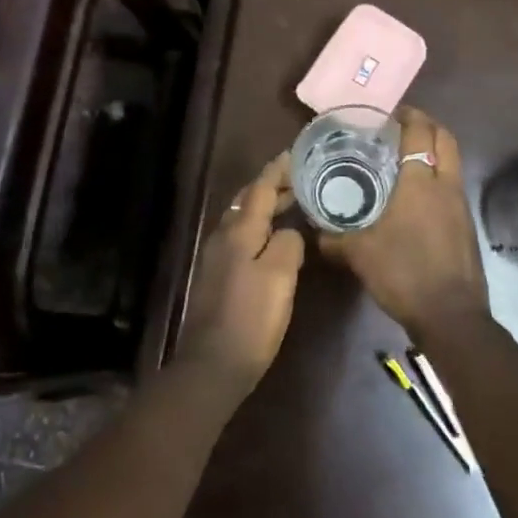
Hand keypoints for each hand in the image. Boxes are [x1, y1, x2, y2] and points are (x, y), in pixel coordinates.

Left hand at [178, 153, 304, 395]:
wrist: (214, 364)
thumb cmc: (251, 317)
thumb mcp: (279, 276)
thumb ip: (287, 243)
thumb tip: (289, 232)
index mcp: (240, 231)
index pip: (260, 188)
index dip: (278, 170)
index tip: (296, 153)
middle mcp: (225, 236)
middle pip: (250, 201)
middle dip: (273, 186)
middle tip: (302, 178)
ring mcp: (218, 256)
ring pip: (244, 218)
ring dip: (267, 206)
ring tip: (293, 203)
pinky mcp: (220, 275)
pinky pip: (243, 237)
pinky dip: (261, 227)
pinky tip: (275, 238)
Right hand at [320, 107, 489, 341]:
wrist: (451, 316)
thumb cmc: (403, 273)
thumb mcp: (358, 254)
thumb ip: (333, 238)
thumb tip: (314, 232)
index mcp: (419, 182)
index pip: (419, 132)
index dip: (407, 115)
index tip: (389, 112)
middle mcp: (445, 185)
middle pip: (445, 138)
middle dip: (427, 125)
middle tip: (401, 127)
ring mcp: (461, 205)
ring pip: (453, 162)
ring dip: (435, 151)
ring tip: (406, 158)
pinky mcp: (467, 226)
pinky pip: (453, 186)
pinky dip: (438, 177)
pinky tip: (417, 196)